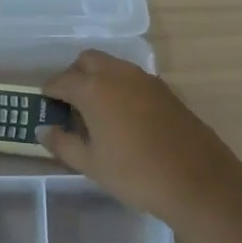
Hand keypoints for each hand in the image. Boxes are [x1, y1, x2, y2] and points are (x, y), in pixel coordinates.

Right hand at [40, 50, 241, 226]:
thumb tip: (44, 130)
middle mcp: (118, 74)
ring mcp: (145, 79)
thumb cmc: (134, 173)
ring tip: (96, 112)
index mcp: (93, 88)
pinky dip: (120, 88)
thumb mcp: (90, 164)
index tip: (46, 107)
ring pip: (113, 66)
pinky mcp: (165, 90)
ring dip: (98, 79)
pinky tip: (123, 117)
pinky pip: (132, 79)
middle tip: (70, 104)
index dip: (49, 93)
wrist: (197, 181)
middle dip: (74, 76)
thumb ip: (62, 143)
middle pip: (87, 61)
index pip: (61, 81)